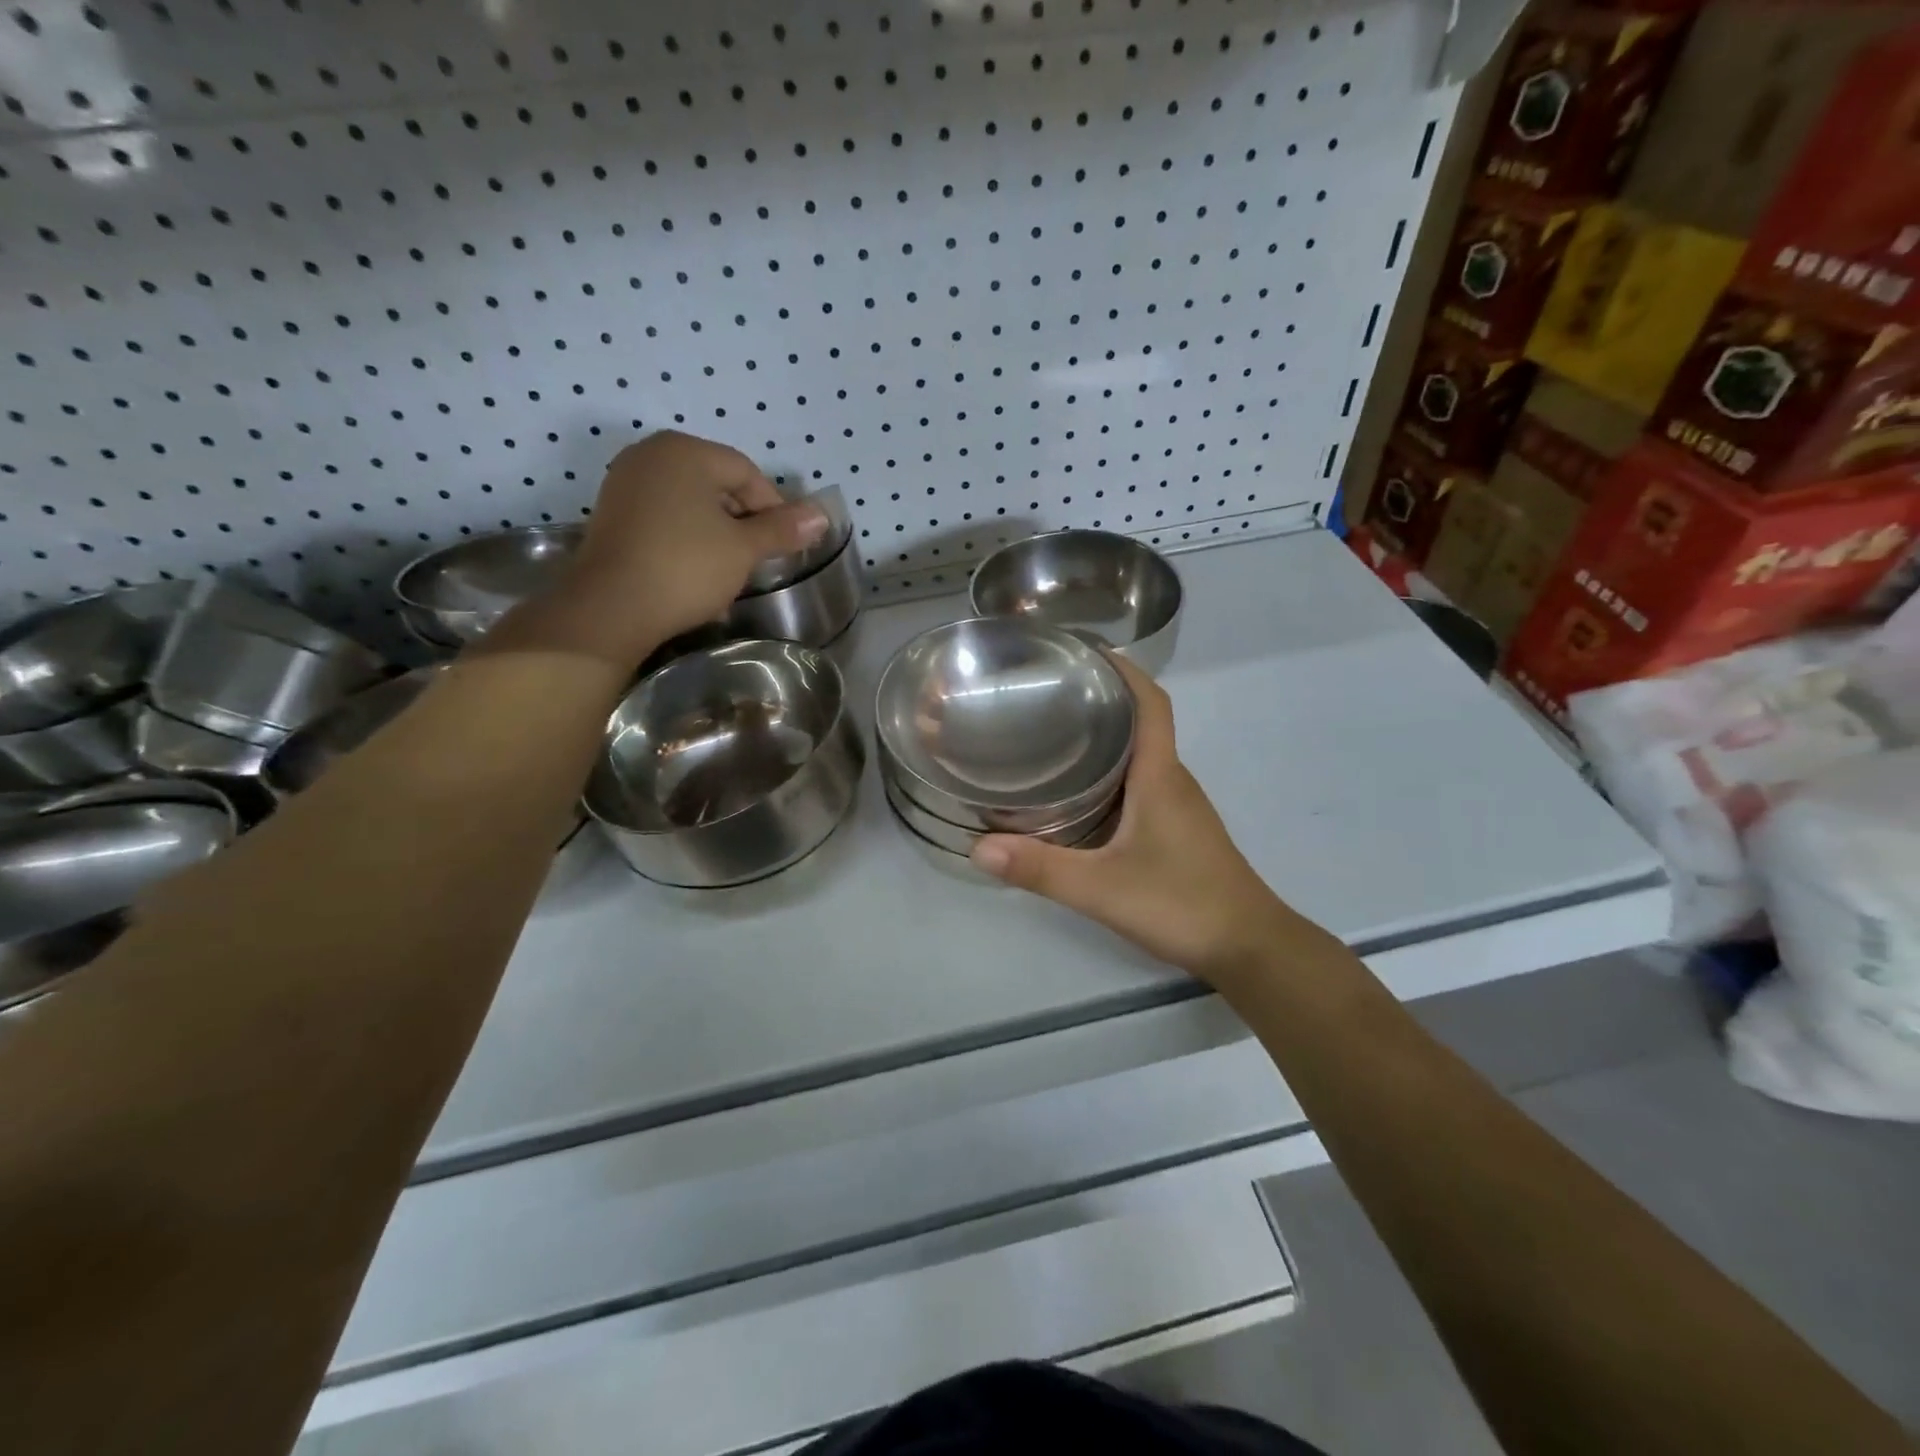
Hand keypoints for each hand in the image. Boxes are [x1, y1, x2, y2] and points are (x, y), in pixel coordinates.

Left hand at [532, 431, 829, 662]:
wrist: (611, 608)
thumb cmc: (686, 567)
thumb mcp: (743, 549)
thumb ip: (782, 529)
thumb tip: (821, 515)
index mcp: (686, 451)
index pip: (747, 472)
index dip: (773, 508)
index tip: (783, 544)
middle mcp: (652, 455)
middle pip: (717, 484)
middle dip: (743, 521)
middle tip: (757, 559)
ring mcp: (626, 483)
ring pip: (690, 504)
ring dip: (716, 534)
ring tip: (728, 571)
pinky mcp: (612, 513)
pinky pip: (664, 518)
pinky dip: (686, 540)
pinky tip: (695, 573)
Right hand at [970, 654, 1302, 983]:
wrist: (1249, 948)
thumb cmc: (1182, 904)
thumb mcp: (1102, 888)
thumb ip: (1041, 869)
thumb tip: (979, 848)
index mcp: (1160, 776)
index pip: (1151, 702)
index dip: (1124, 669)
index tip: (1086, 650)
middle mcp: (1172, 781)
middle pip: (1141, 723)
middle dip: (1101, 700)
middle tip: (1046, 694)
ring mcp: (1178, 807)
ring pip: (1140, 756)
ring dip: (1105, 738)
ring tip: (1052, 734)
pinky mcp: (1177, 831)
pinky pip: (1141, 784)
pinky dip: (1111, 773)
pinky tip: (1079, 794)